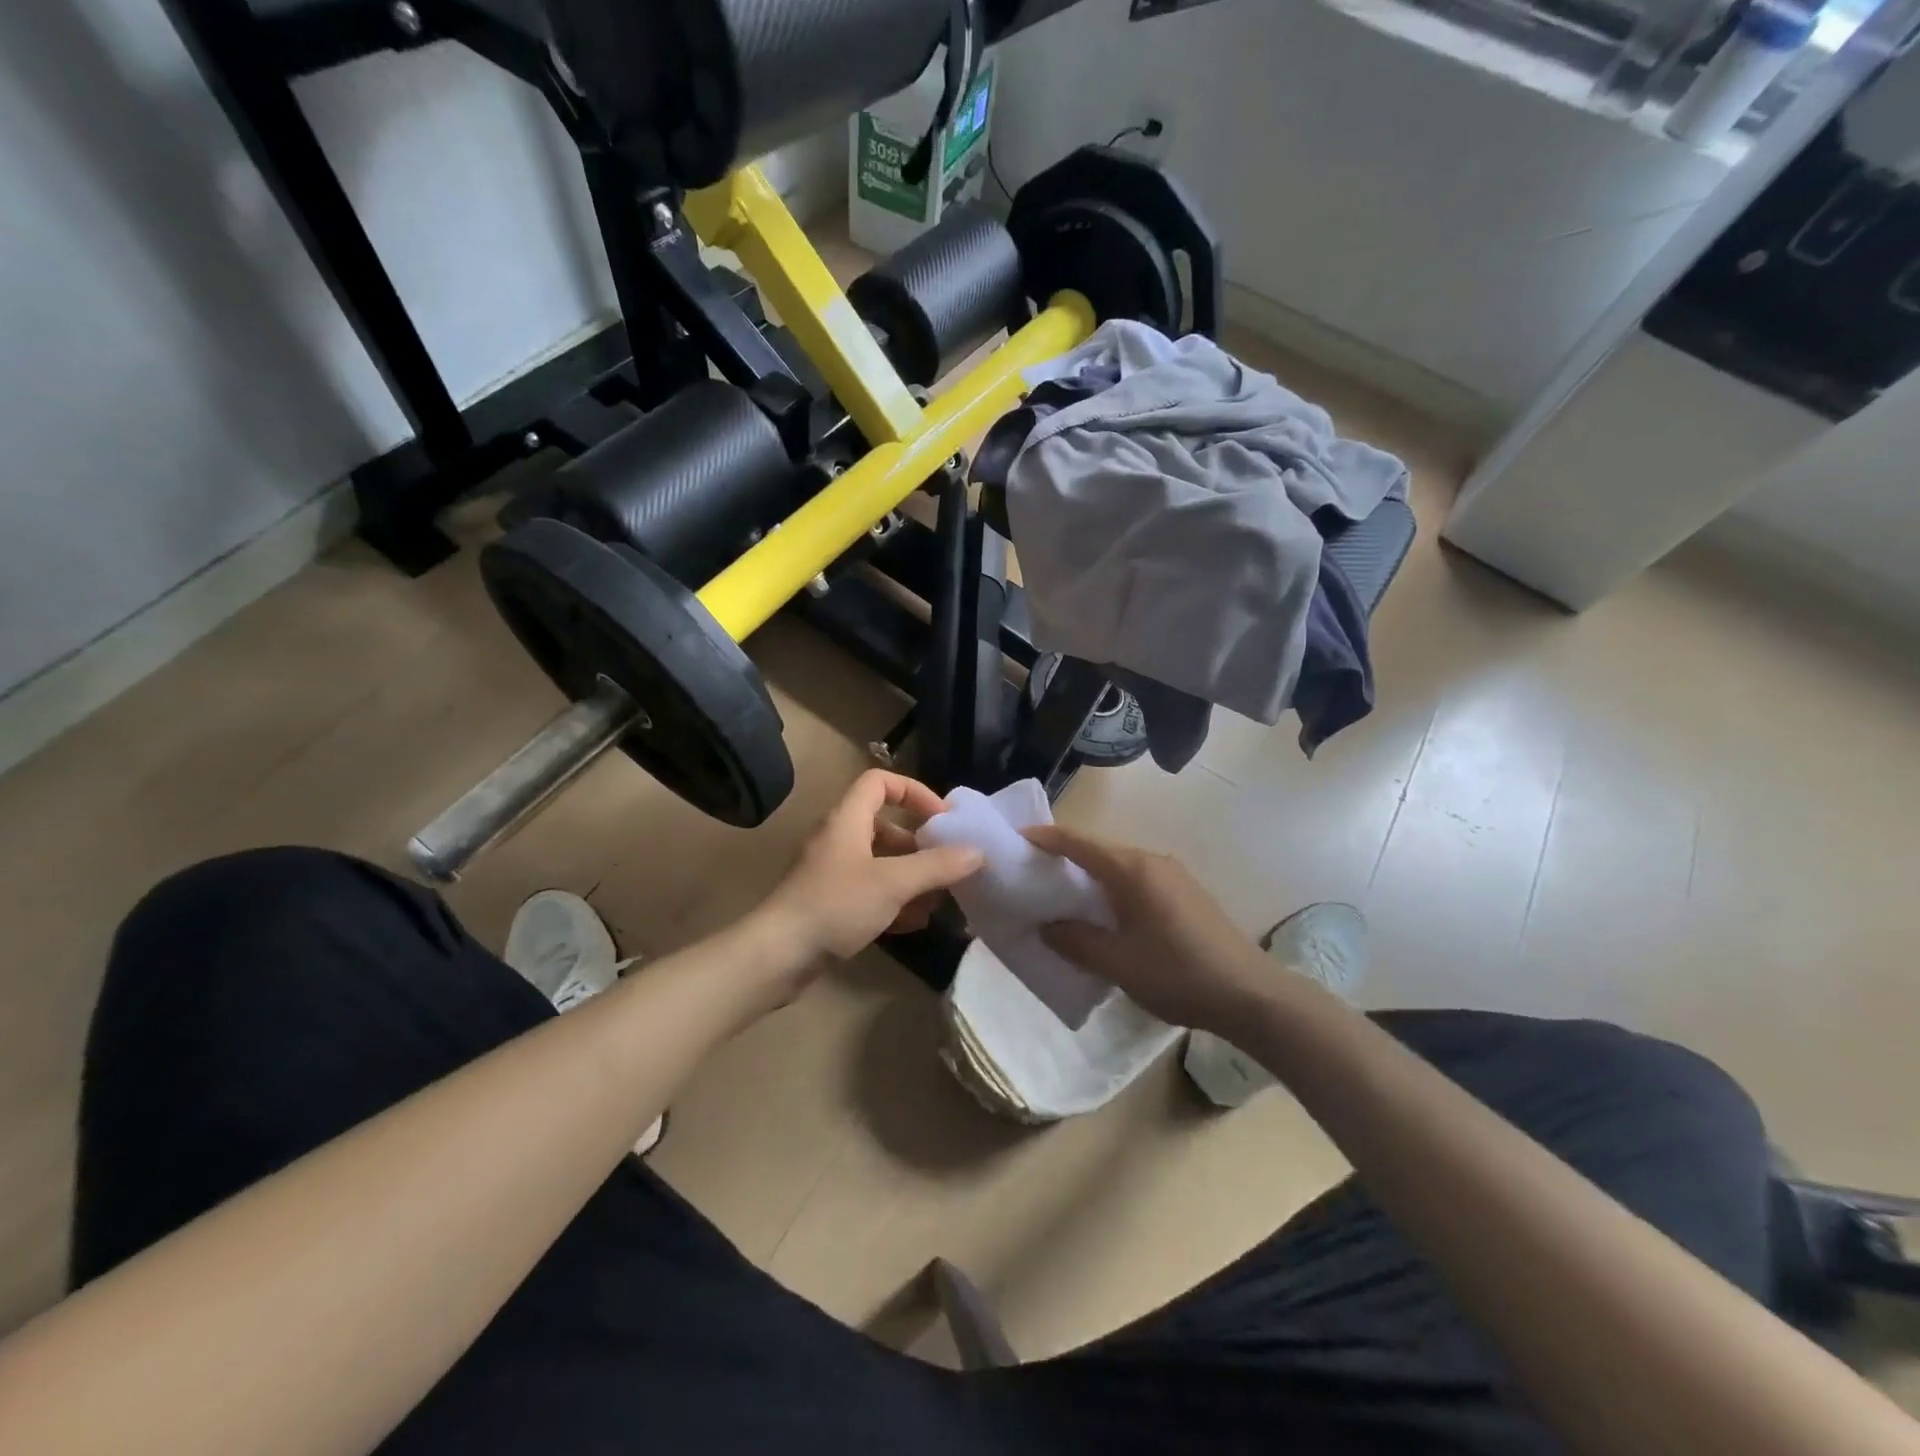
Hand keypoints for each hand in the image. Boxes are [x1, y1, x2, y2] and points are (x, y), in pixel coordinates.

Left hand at [763, 770, 982, 961]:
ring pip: (879, 862)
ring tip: (936, 902)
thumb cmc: (835, 905)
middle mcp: (837, 838)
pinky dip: (892, 901)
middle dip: (918, 846)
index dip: (914, 791)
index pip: (880, 782)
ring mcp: (830, 872)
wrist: (777, 956)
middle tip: (945, 867)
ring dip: (909, 878)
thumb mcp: (893, 883)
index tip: (942, 817)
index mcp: (847, 819)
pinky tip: (912, 925)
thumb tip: (977, 852)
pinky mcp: (827, 902)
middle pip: (884, 826)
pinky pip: (868, 891)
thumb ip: (937, 866)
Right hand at [1024, 824, 1270, 1033]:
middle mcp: (1152, 861)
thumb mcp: (1118, 963)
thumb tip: (1046, 926)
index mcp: (1133, 870)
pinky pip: (1135, 881)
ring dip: (1088, 877)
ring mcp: (1172, 876)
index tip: (1015, 839)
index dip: (1045, 838)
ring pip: (1117, 867)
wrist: (1251, 995)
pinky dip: (1110, 889)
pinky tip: (1102, 915)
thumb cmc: (1179, 974)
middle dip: (1063, 858)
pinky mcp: (1184, 893)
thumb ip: (1075, 941)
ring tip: (1060, 897)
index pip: (1078, 842)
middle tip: (1031, 875)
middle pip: (1097, 851)